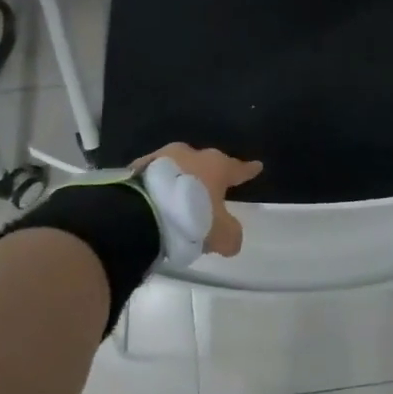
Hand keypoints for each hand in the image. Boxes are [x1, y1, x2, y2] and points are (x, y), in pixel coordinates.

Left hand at [132, 144, 262, 257]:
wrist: (139, 213)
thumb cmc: (191, 218)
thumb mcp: (221, 235)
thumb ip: (231, 235)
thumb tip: (231, 239)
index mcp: (216, 165)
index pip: (237, 168)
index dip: (248, 170)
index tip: (257, 167)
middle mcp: (190, 154)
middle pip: (204, 164)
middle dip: (208, 176)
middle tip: (210, 190)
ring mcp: (160, 158)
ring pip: (177, 167)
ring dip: (180, 180)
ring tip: (179, 200)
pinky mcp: (136, 169)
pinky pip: (154, 178)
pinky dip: (158, 187)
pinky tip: (157, 201)